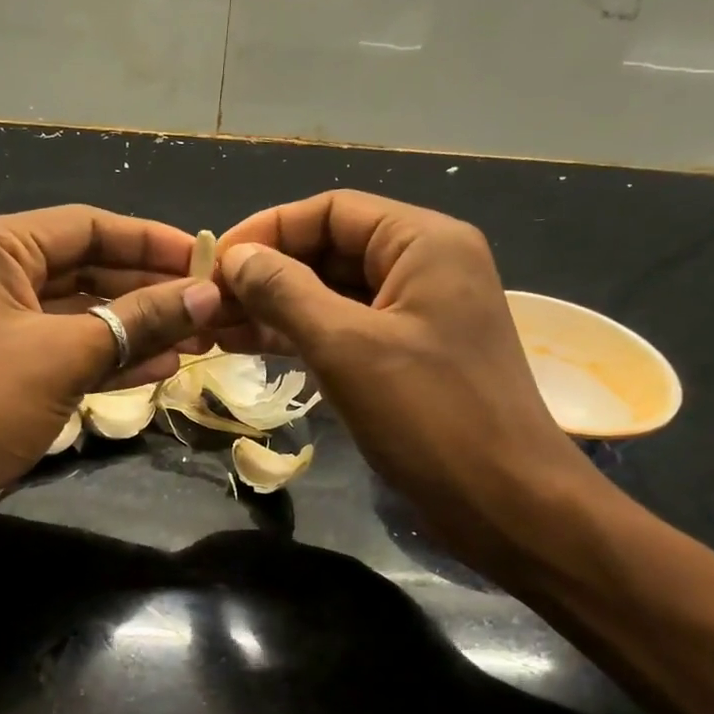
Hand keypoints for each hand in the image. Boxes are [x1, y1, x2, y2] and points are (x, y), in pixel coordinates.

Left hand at [0, 206, 220, 534]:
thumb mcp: (63, 357)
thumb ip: (138, 322)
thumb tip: (208, 296)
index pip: (88, 226)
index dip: (152, 242)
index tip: (208, 261)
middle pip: (87, 267)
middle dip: (149, 290)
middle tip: (211, 308)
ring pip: (82, 311)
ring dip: (137, 326)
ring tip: (199, 340)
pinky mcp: (4, 365)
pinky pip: (67, 347)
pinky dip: (110, 356)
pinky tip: (162, 367)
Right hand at [213, 191, 596, 574]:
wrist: (504, 503)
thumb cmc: (430, 415)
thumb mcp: (346, 346)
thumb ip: (285, 292)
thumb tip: (235, 258)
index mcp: (424, 242)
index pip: (331, 210)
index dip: (268, 230)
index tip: (215, 263)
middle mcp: (424, 266)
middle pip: (330, 249)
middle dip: (267, 273)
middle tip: (209, 303)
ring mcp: (416, 313)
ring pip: (332, 292)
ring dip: (276, 306)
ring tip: (216, 328)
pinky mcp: (407, 355)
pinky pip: (345, 329)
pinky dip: (300, 335)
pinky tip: (251, 347)